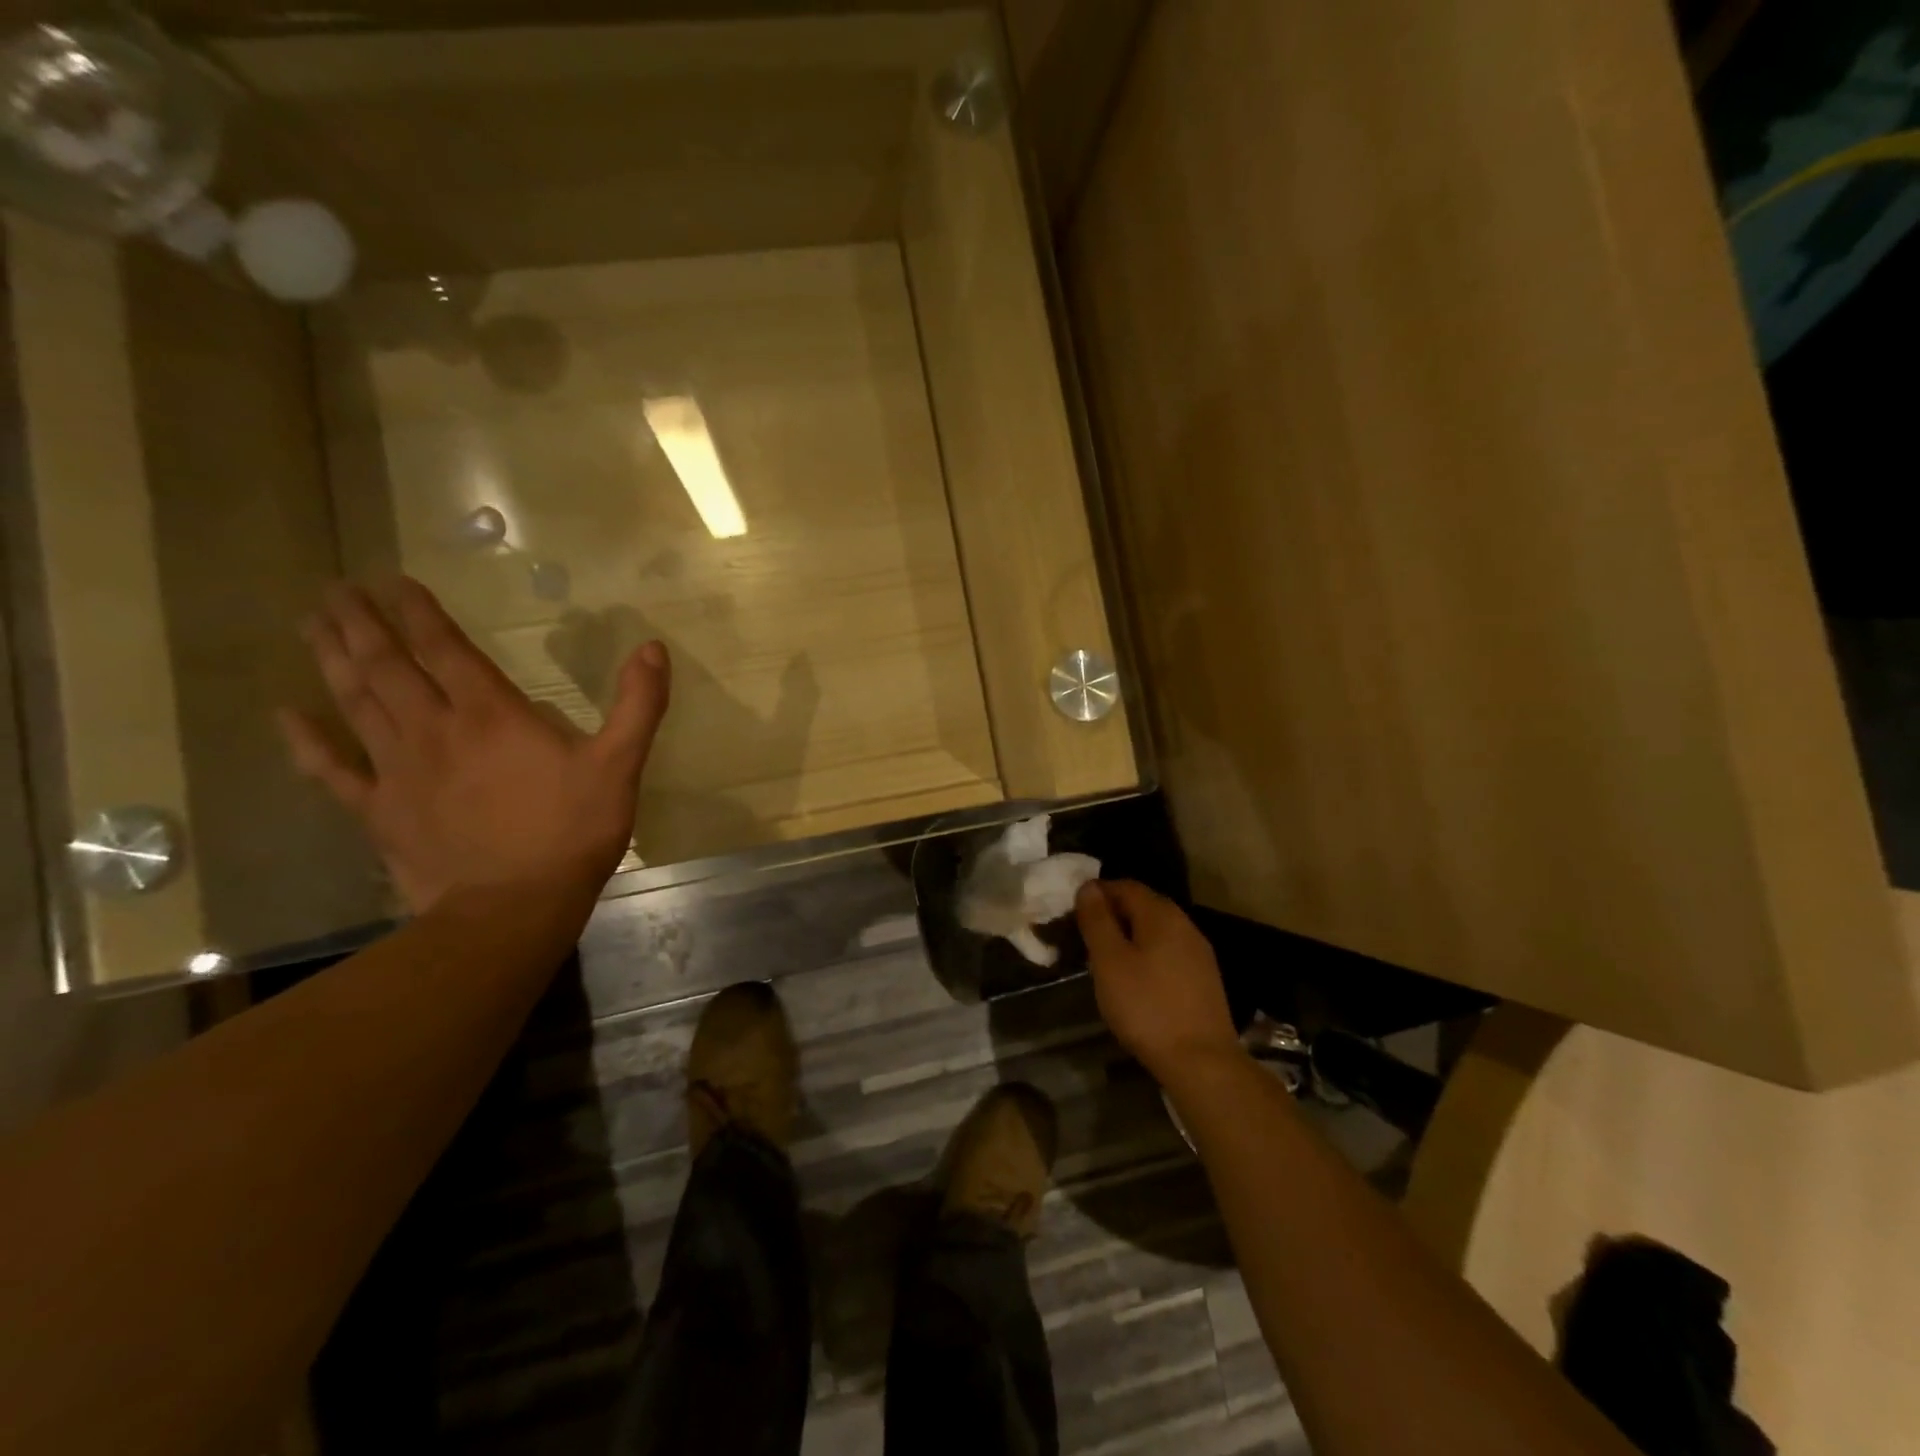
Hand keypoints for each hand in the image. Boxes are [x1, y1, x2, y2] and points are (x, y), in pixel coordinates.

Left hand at [277, 579, 670, 913]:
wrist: (513, 907)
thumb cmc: (572, 832)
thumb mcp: (620, 766)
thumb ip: (638, 705)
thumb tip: (653, 648)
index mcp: (492, 716)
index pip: (447, 650)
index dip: (420, 612)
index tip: (392, 580)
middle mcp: (435, 730)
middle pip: (388, 666)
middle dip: (361, 624)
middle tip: (334, 590)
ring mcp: (399, 770)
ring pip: (356, 703)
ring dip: (333, 661)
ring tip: (312, 625)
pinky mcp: (380, 811)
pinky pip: (332, 769)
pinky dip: (306, 741)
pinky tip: (285, 715)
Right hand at [1076, 881, 1240, 1081]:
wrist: (1201, 1061)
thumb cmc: (1146, 1007)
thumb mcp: (1109, 961)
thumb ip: (1097, 920)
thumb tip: (1088, 887)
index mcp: (1161, 914)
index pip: (1125, 886)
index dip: (1097, 893)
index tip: (1074, 912)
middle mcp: (1185, 924)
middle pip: (1144, 905)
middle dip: (1113, 914)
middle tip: (1086, 936)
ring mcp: (1199, 952)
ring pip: (1157, 931)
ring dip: (1130, 936)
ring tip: (1106, 959)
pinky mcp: (1204, 979)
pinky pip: (1169, 952)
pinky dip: (1148, 955)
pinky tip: (1136, 980)